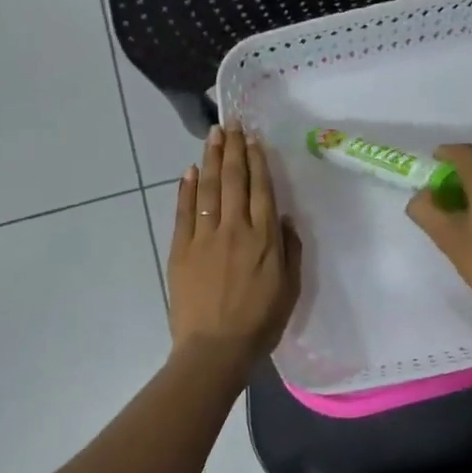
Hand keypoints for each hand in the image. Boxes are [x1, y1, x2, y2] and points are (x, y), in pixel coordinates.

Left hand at [167, 123, 302, 370]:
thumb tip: (285, 218)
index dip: (257, 160)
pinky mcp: (181, 249)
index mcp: (264, 237)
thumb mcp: (290, 288)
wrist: (215, 349)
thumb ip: (290, 250)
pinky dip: (185, 189)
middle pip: (233, 180)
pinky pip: (184, 211)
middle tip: (230, 124)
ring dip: (210, 159)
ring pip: (207, 188)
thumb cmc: (260, 322)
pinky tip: (188, 171)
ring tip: (213, 135)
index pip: (260, 188)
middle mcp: (234, 228)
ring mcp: (204, 236)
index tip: (253, 138)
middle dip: (232, 149)